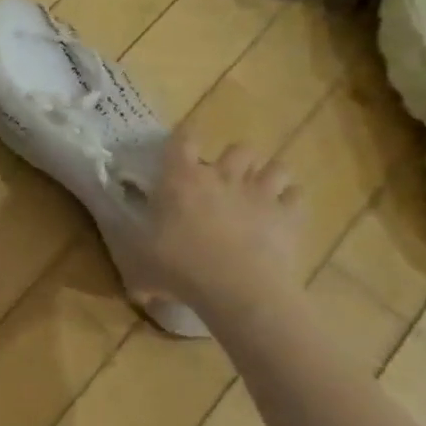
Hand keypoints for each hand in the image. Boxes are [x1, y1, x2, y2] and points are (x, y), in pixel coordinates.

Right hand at [145, 129, 302, 319]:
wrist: (236, 289)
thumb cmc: (179, 267)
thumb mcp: (137, 262)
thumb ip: (132, 258)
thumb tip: (128, 279)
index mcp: (181, 180)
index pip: (182, 140)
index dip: (183, 137)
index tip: (182, 142)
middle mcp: (222, 177)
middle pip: (238, 148)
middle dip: (234, 160)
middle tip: (224, 180)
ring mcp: (260, 194)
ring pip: (276, 166)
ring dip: (268, 176)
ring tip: (260, 192)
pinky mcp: (288, 216)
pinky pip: (297, 196)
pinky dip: (291, 201)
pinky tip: (283, 214)